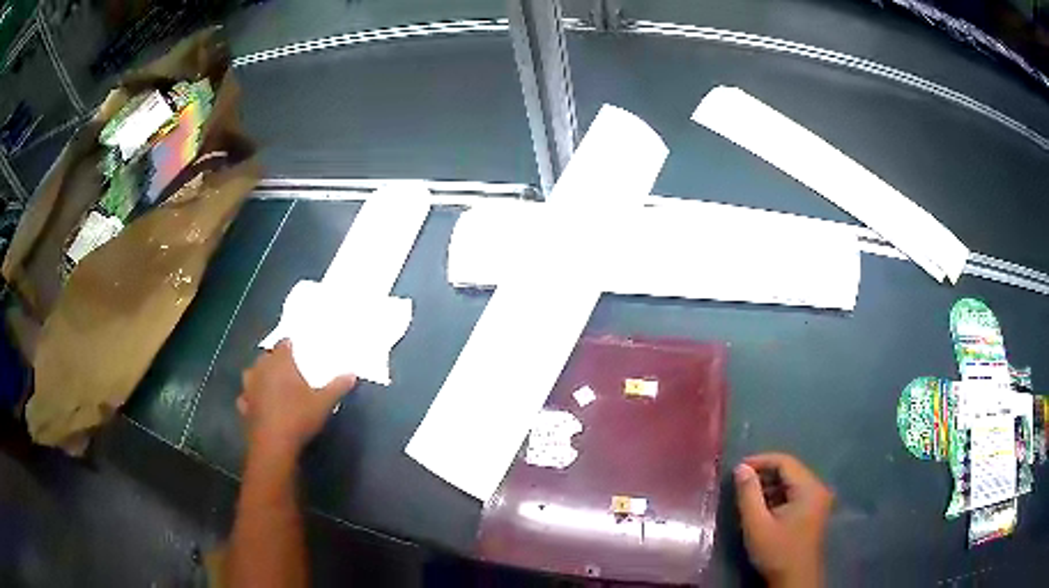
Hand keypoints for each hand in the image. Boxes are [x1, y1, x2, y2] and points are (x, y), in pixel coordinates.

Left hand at [237, 339, 356, 457]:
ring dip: (258, 376)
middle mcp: (261, 370)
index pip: (283, 345)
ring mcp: (249, 388)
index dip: (289, 345)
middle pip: (265, 357)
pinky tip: (257, 404)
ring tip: (269, 382)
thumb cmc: (298, 417)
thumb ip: (337, 387)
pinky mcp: (244, 407)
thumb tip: (352, 374)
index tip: (296, 349)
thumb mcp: (324, 403)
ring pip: (251, 374)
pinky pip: (245, 397)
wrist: (273, 444)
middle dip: (274, 359)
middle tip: (286, 367)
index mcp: (280, 363)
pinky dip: (250, 398)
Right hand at [734, 453, 833, 587]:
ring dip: (770, 487)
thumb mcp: (757, 524)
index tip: (737, 470)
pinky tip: (762, 509)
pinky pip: (795, 494)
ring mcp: (819, 500)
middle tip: (739, 484)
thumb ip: (748, 494)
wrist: (795, 580)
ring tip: (747, 498)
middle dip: (764, 475)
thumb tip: (741, 468)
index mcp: (809, 488)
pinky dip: (778, 497)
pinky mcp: (814, 511)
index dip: (760, 461)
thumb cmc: (777, 552)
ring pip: (792, 483)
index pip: (785, 462)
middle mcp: (818, 488)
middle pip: (790, 471)